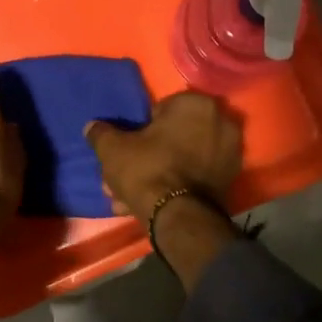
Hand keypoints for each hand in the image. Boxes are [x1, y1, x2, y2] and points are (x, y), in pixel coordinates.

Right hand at [83, 91, 241, 222]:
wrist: (178, 216)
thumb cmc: (147, 169)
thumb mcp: (114, 149)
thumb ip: (101, 134)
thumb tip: (91, 127)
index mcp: (196, 104)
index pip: (160, 111)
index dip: (140, 131)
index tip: (129, 149)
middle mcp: (220, 122)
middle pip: (174, 137)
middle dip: (149, 156)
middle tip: (127, 175)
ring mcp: (230, 153)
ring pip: (183, 160)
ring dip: (159, 175)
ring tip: (131, 197)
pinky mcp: (230, 180)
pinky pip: (195, 177)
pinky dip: (176, 186)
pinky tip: (151, 204)